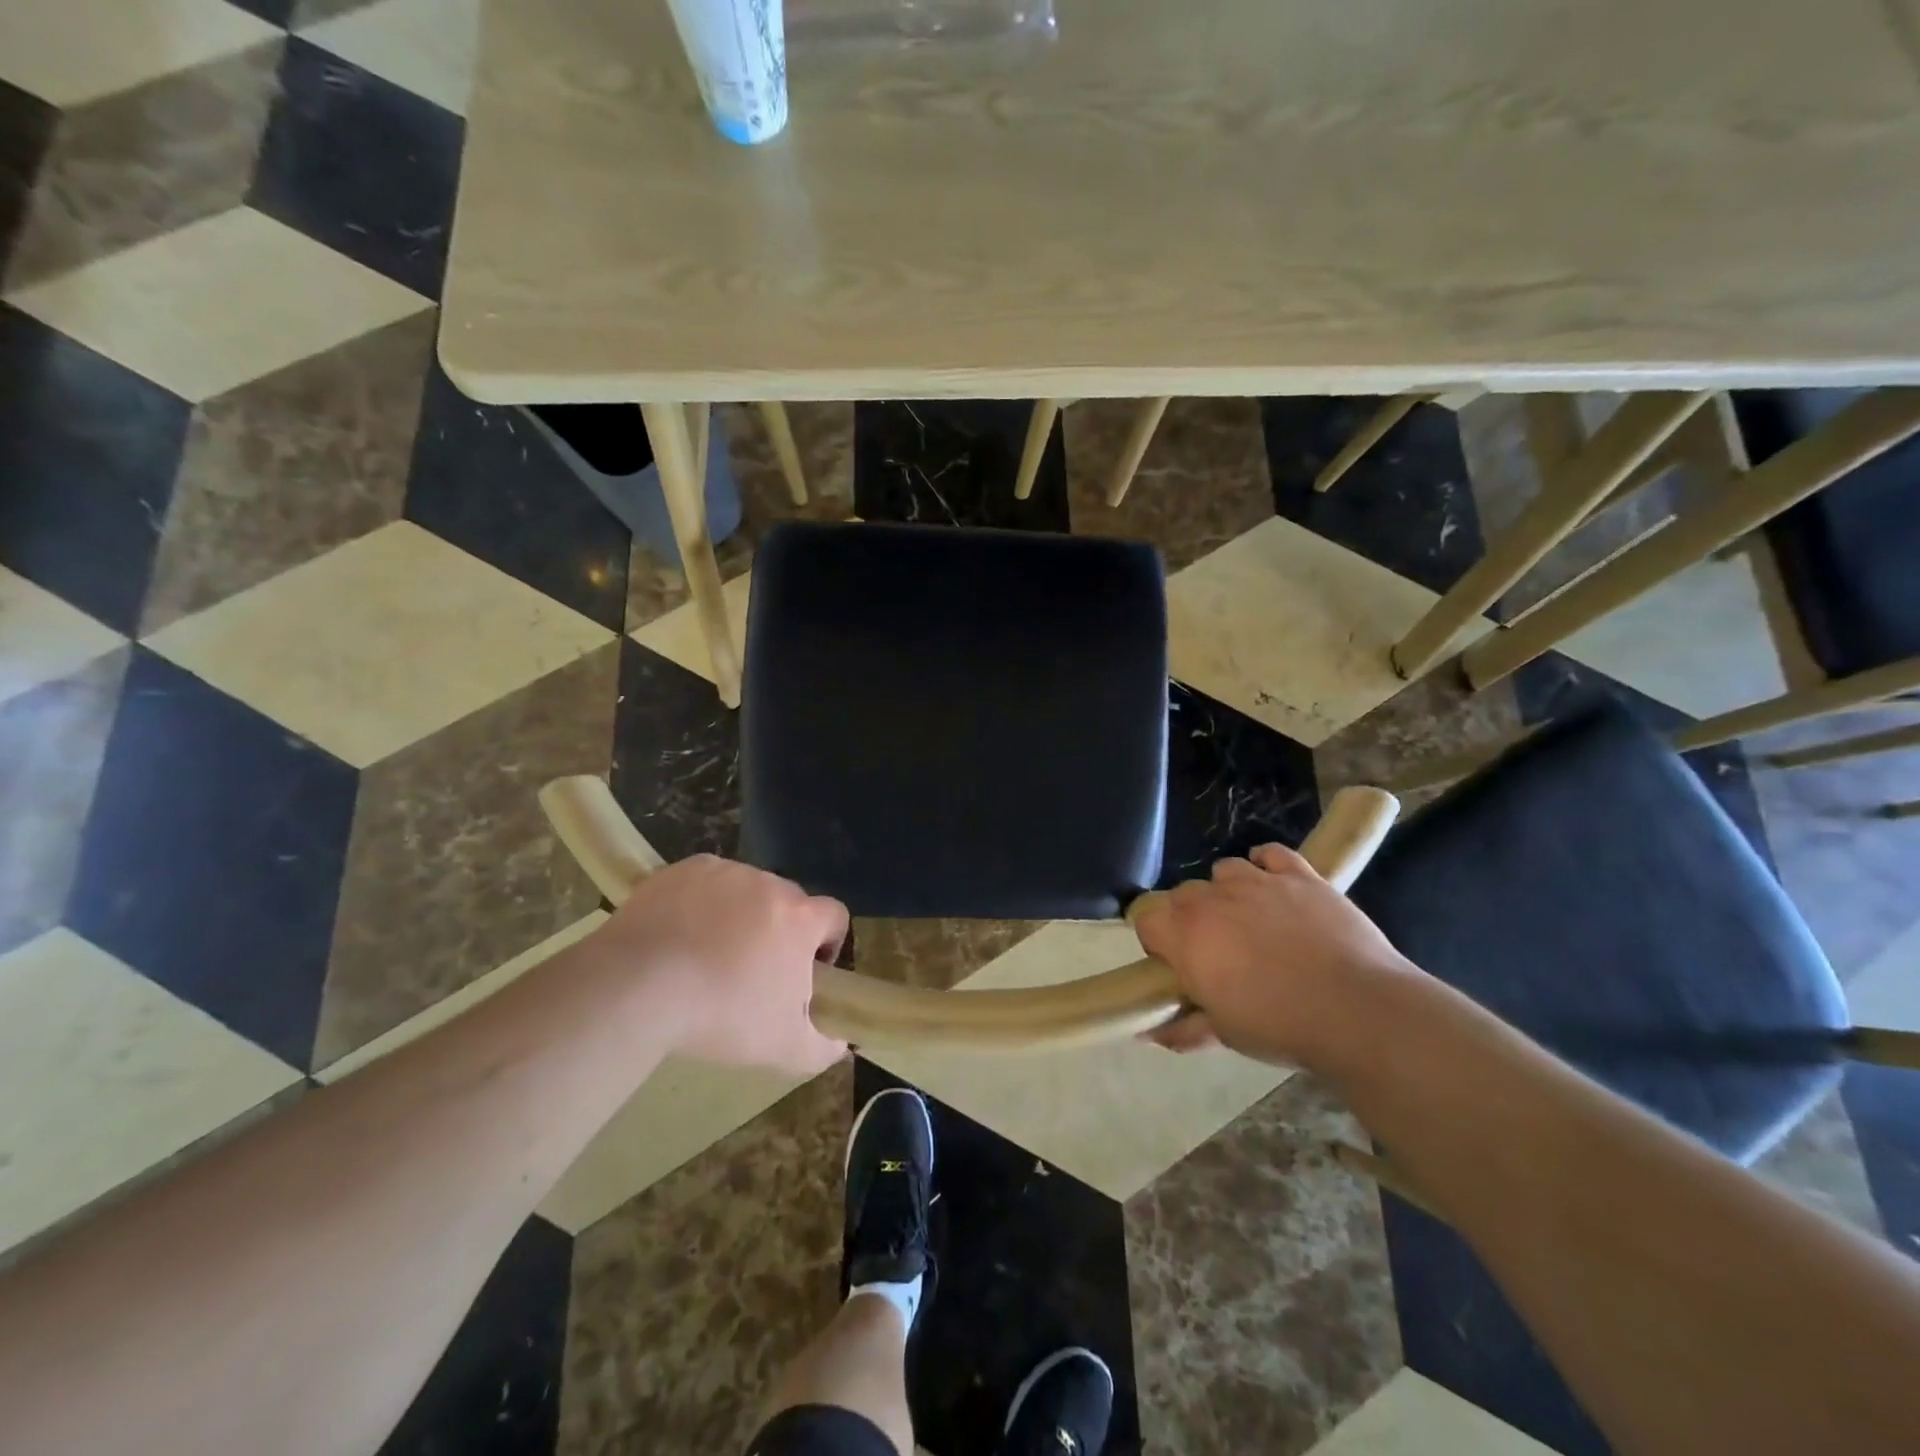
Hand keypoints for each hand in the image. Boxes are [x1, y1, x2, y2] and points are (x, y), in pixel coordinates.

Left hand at [592, 854, 848, 1074]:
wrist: (636, 986)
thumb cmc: (721, 1014)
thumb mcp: (782, 1049)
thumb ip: (822, 1047)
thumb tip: (840, 1044)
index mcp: (800, 918)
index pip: (834, 916)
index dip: (827, 942)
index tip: (805, 971)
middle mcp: (768, 884)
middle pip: (788, 902)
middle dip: (779, 930)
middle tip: (752, 970)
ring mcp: (724, 872)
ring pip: (744, 891)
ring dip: (738, 915)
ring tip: (707, 953)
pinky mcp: (682, 870)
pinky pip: (704, 883)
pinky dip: (699, 903)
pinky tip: (678, 934)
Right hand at [1133, 843, 1417, 1068]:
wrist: (1358, 1010)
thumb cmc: (1280, 1026)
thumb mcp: (1225, 1034)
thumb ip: (1183, 1027)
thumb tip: (1148, 1034)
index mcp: (1186, 936)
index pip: (1147, 919)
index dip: (1157, 940)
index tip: (1177, 964)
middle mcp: (1213, 899)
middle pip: (1183, 894)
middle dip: (1191, 918)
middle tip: (1216, 951)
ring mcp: (1258, 881)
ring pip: (1224, 870)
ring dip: (1227, 891)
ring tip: (1249, 919)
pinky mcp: (1299, 875)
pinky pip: (1271, 854)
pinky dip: (1266, 864)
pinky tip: (1274, 885)